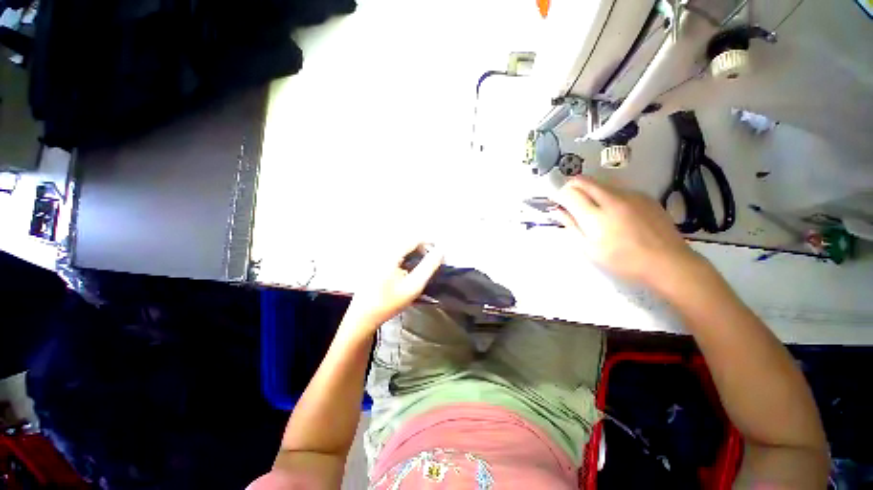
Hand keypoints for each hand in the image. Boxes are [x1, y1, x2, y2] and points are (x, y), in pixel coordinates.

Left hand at [344, 241, 442, 330]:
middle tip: (433, 262)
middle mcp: (383, 250)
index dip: (430, 243)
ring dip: (415, 254)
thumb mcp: (413, 286)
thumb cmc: (389, 303)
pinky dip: (406, 258)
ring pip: (402, 248)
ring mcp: (377, 256)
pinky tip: (409, 271)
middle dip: (423, 249)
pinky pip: (395, 254)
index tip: (440, 254)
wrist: (362, 317)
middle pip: (408, 242)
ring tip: (424, 267)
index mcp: (391, 253)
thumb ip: (428, 267)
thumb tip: (440, 251)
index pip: (414, 239)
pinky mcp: (375, 263)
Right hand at [552, 177, 703, 287]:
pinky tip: (615, 213)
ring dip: (589, 191)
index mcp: (595, 216)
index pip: (569, 193)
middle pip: (584, 181)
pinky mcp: (644, 196)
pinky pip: (618, 189)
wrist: (667, 262)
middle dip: (571, 187)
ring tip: (593, 209)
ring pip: (600, 183)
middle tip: (570, 201)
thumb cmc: (622, 261)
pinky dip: (608, 195)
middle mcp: (611, 199)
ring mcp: (630, 195)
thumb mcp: (589, 249)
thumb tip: (558, 211)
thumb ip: (572, 226)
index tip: (558, 203)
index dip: (559, 195)